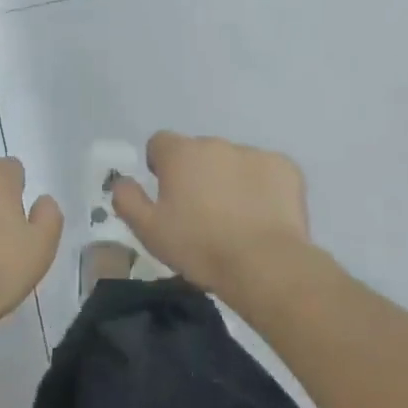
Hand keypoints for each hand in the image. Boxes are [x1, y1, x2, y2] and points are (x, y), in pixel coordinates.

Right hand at [112, 133, 310, 300]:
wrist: (264, 264)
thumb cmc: (199, 246)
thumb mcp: (148, 230)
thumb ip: (127, 199)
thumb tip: (122, 181)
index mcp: (180, 153)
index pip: (160, 143)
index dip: (160, 166)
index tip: (167, 193)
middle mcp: (215, 144)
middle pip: (199, 152)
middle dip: (198, 174)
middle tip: (202, 213)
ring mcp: (254, 153)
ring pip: (233, 162)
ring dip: (229, 179)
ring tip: (236, 219)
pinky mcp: (286, 167)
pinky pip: (266, 172)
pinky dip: (262, 187)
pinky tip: (263, 216)